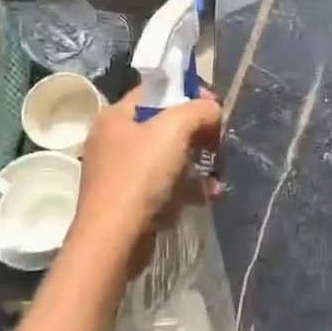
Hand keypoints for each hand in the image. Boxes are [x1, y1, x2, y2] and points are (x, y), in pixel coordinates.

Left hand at [68, 86, 222, 264]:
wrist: (114, 240)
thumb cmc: (140, 176)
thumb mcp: (174, 129)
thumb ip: (199, 110)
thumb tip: (212, 110)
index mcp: (116, 115)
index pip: (157, 90)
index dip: (189, 92)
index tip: (214, 107)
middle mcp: (114, 140)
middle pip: (166, 125)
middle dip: (198, 133)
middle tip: (217, 144)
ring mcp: (121, 172)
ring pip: (169, 157)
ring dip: (198, 164)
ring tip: (217, 176)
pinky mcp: (130, 201)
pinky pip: (165, 185)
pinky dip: (187, 188)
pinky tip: (207, 196)